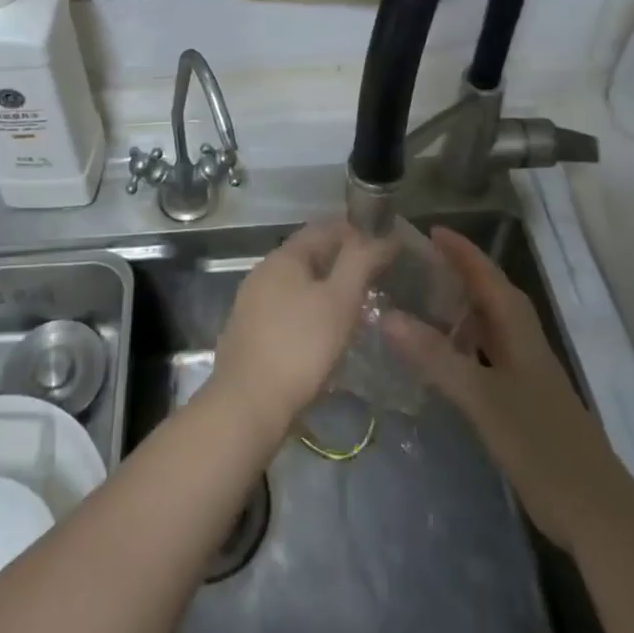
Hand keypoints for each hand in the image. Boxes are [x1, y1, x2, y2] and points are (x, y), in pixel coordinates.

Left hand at [208, 218, 396, 438]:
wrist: (247, 404)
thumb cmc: (300, 346)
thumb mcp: (340, 301)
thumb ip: (361, 263)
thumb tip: (383, 236)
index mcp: (284, 256)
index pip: (325, 228)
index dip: (357, 231)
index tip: (385, 246)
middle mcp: (264, 270)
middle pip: (310, 254)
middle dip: (343, 260)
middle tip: (376, 278)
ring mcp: (252, 301)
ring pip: (298, 282)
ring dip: (326, 287)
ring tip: (356, 306)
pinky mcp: (249, 330)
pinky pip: (287, 308)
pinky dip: (310, 310)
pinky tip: (324, 332)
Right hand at [381, 227, 600, 545]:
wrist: (596, 513)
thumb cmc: (541, 444)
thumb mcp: (482, 398)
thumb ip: (435, 356)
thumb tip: (386, 315)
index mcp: (519, 330)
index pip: (487, 276)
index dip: (462, 252)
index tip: (430, 230)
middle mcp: (524, 343)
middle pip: (491, 295)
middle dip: (459, 273)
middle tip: (418, 262)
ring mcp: (526, 374)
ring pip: (490, 326)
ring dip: (461, 308)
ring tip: (423, 301)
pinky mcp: (524, 402)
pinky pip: (488, 355)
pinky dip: (464, 345)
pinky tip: (443, 359)